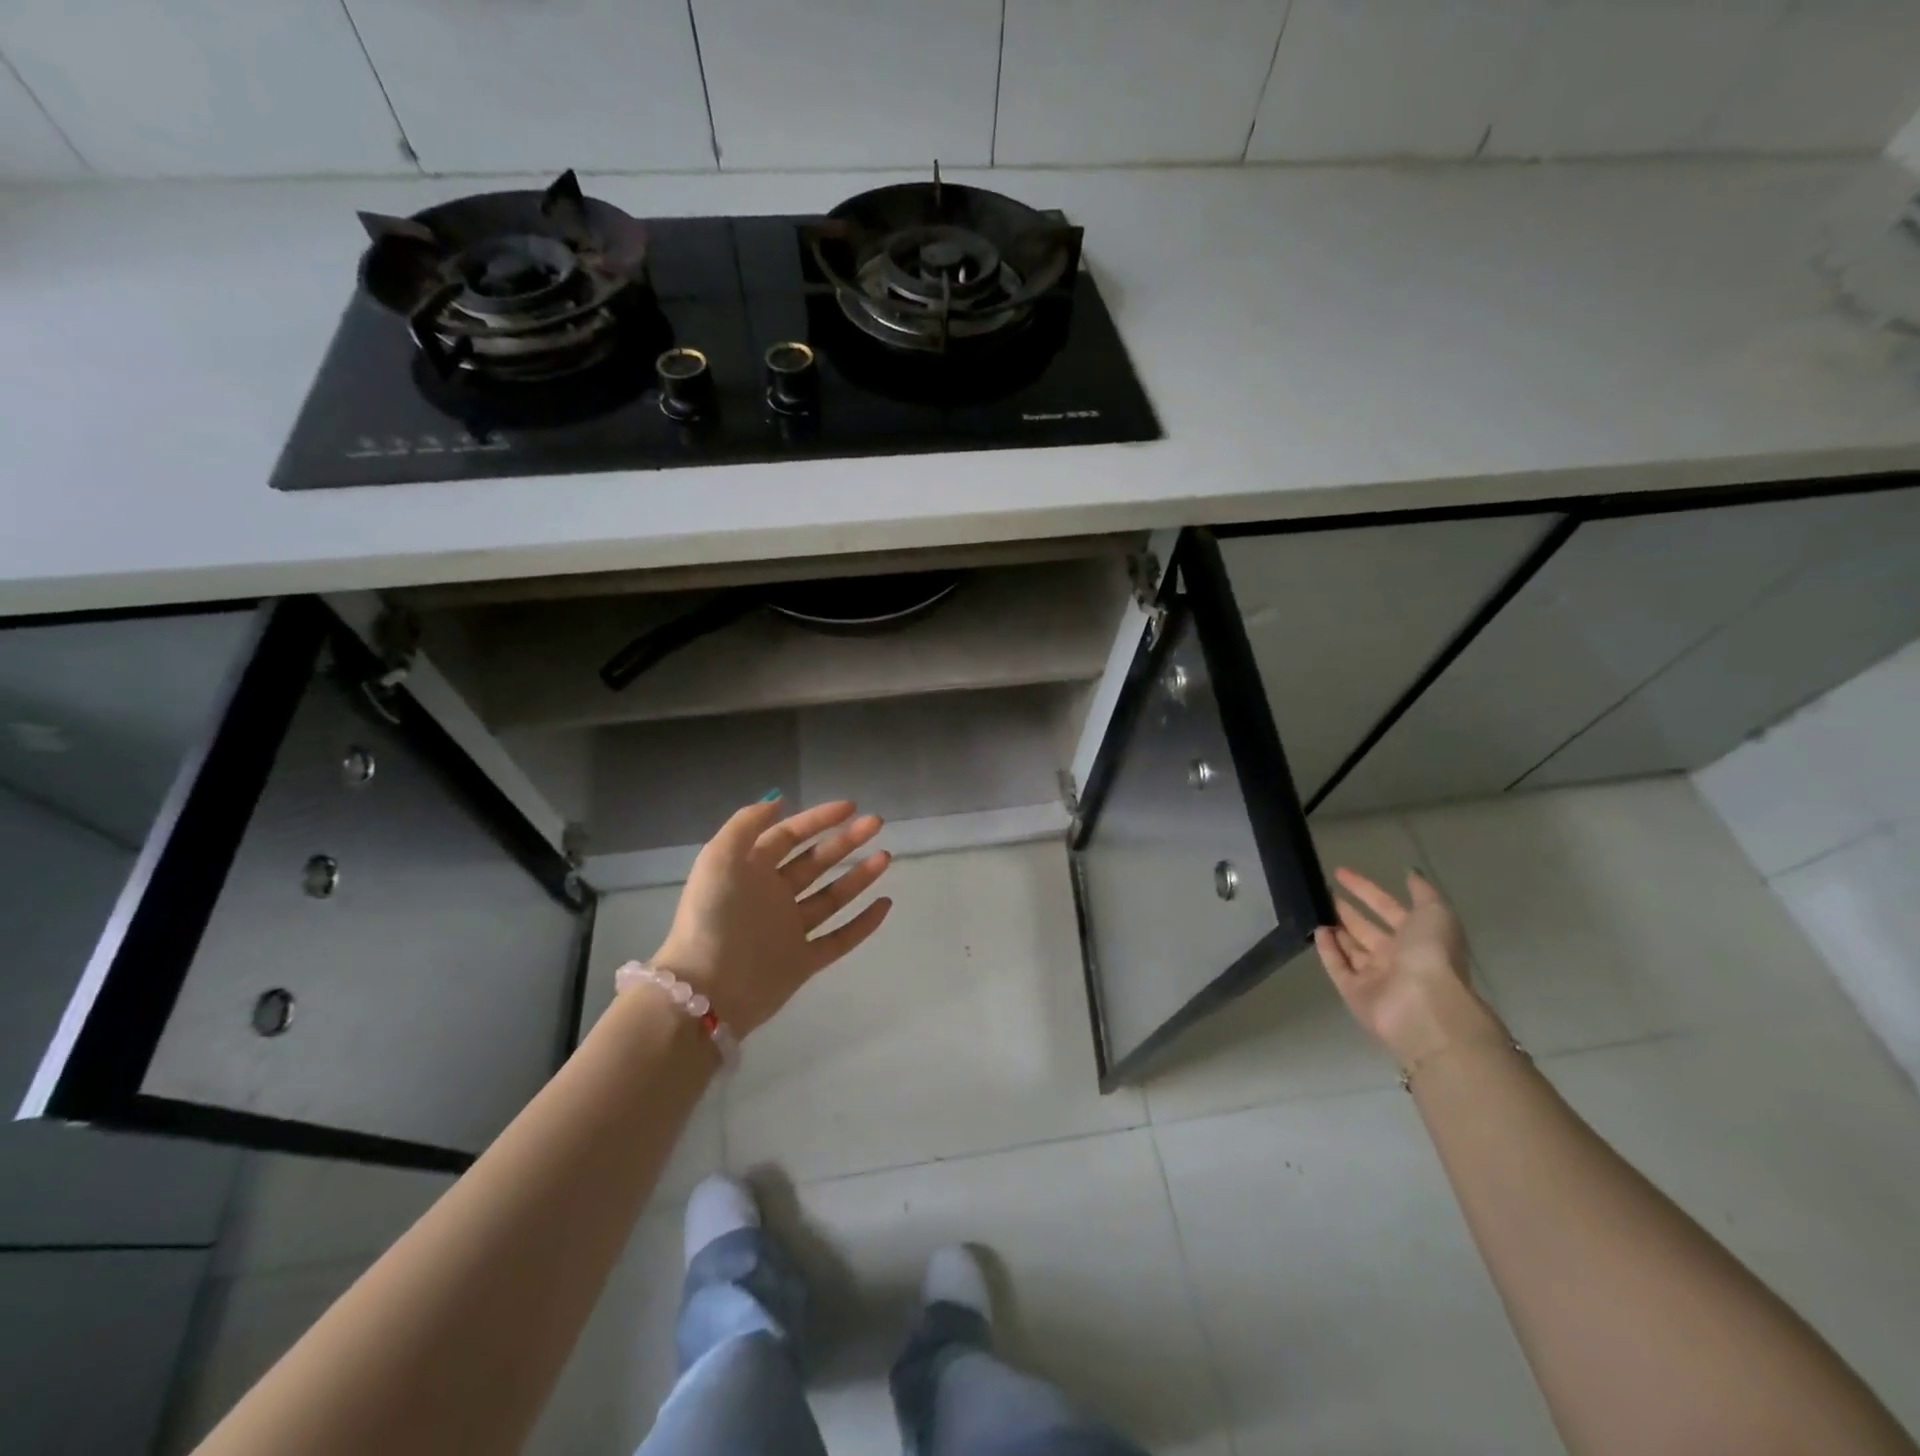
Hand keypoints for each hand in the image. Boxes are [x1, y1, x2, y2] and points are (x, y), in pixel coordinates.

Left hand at [650, 797, 893, 1036]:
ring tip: (885, 857)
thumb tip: (779, 801)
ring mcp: (789, 930)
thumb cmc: (712, 917)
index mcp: (751, 871)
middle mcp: (772, 896)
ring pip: (832, 897)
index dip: (818, 819)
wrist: (706, 990)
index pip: (789, 836)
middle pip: (816, 862)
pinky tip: (885, 903)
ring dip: (859, 876)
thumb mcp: (718, 858)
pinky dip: (863, 923)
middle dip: (846, 841)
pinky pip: (840, 939)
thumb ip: (746, 824)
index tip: (851, 807)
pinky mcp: (803, 962)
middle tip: (876, 824)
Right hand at [1312, 867, 1499, 1067]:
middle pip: (1367, 930)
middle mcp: (1397, 957)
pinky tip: (1317, 931)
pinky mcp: (1355, 993)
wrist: (1426, 1007)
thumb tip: (1409, 873)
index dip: (1366, 889)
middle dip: (1348, 911)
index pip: (1388, 908)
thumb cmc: (1431, 955)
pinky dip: (1327, 950)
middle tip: (1322, 892)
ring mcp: (1375, 977)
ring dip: (1336, 929)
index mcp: (1418, 938)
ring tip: (1314, 908)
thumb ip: (1422, 893)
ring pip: (1351, 948)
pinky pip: (1338, 967)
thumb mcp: (1435, 914)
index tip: (1340, 872)